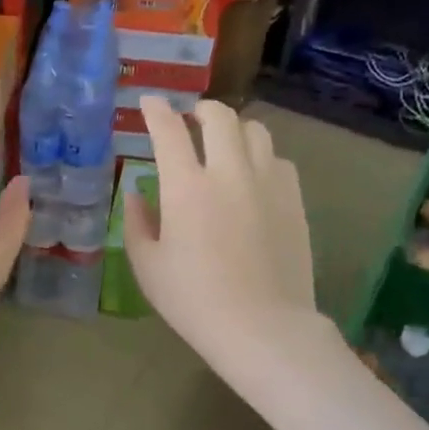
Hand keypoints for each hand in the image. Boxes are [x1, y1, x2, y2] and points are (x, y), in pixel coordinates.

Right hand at [123, 97, 319, 367]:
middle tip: (191, 119)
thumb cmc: (193, 300)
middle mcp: (228, 172)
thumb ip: (136, 222)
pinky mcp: (293, 199)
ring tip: (224, 144)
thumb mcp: (148, 265)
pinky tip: (253, 176)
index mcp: (185, 187)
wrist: (262, 327)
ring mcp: (267, 182)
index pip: (168, 130)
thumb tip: (135, 194)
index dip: (155, 110)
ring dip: (234, 129)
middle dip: (200, 110)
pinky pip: (278, 160)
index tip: (149, 103)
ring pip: (255, 131)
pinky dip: (261, 157)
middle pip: (219, 116)